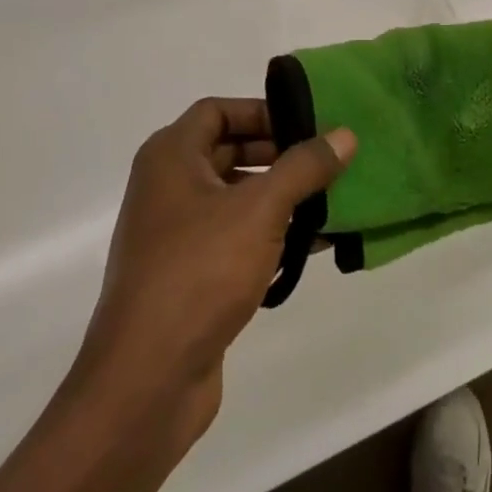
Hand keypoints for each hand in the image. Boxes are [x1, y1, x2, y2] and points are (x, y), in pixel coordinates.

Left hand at [64, 98, 354, 463]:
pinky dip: (268, 234)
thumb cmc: (200, 272)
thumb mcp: (261, 209)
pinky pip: (234, 238)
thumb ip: (304, 167)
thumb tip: (345, 134)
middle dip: (277, 154)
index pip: (218, 110)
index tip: (305, 124)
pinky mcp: (187, 276)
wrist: (146, 381)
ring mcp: (174, 235)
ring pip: (234, 197)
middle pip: (228, 151)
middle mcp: (166, 187)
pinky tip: (312, 245)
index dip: (261, 111)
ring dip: (279, 197)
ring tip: (329, 200)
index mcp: (170, 157)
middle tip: (324, 161)